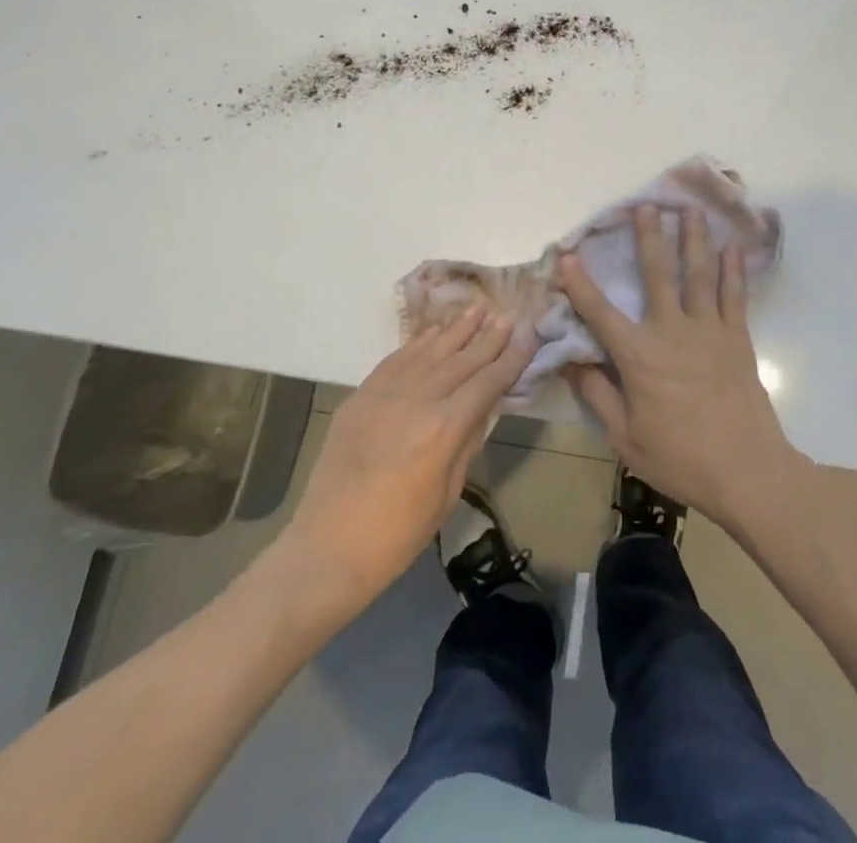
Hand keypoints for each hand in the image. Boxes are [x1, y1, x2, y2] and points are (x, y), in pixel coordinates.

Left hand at [279, 307, 531, 608]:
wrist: (327, 548)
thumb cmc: (397, 534)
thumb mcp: (447, 492)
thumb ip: (467, 442)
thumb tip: (483, 407)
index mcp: (443, 429)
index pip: (487, 383)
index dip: (510, 359)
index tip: (528, 336)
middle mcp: (416, 400)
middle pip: (460, 360)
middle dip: (487, 337)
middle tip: (507, 314)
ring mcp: (384, 394)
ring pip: (428, 352)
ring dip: (454, 329)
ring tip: (476, 309)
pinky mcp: (360, 397)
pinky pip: (395, 360)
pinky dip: (417, 343)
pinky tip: (433, 331)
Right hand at [560, 206, 797, 529]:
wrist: (748, 472)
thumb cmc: (681, 459)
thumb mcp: (625, 437)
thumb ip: (598, 396)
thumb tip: (572, 361)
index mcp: (639, 356)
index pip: (600, 313)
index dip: (580, 284)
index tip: (567, 255)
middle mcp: (672, 331)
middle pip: (657, 274)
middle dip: (649, 237)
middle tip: (645, 205)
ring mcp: (708, 331)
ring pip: (698, 274)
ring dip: (693, 239)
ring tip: (690, 209)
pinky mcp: (737, 338)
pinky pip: (733, 295)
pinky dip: (732, 269)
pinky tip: (731, 247)